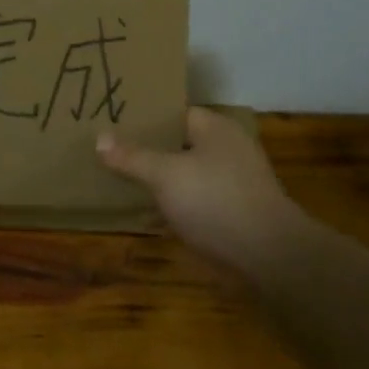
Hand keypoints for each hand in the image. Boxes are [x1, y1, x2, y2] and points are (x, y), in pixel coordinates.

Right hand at [97, 107, 307, 269]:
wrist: (268, 255)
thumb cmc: (215, 201)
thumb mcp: (165, 175)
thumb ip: (132, 157)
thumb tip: (100, 138)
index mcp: (215, 128)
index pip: (174, 113)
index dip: (144, 118)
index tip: (113, 123)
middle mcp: (227, 149)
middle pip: (178, 144)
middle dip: (147, 150)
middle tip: (109, 153)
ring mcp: (233, 182)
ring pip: (185, 174)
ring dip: (159, 181)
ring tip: (120, 182)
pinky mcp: (233, 213)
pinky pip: (195, 201)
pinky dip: (174, 206)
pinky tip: (148, 215)